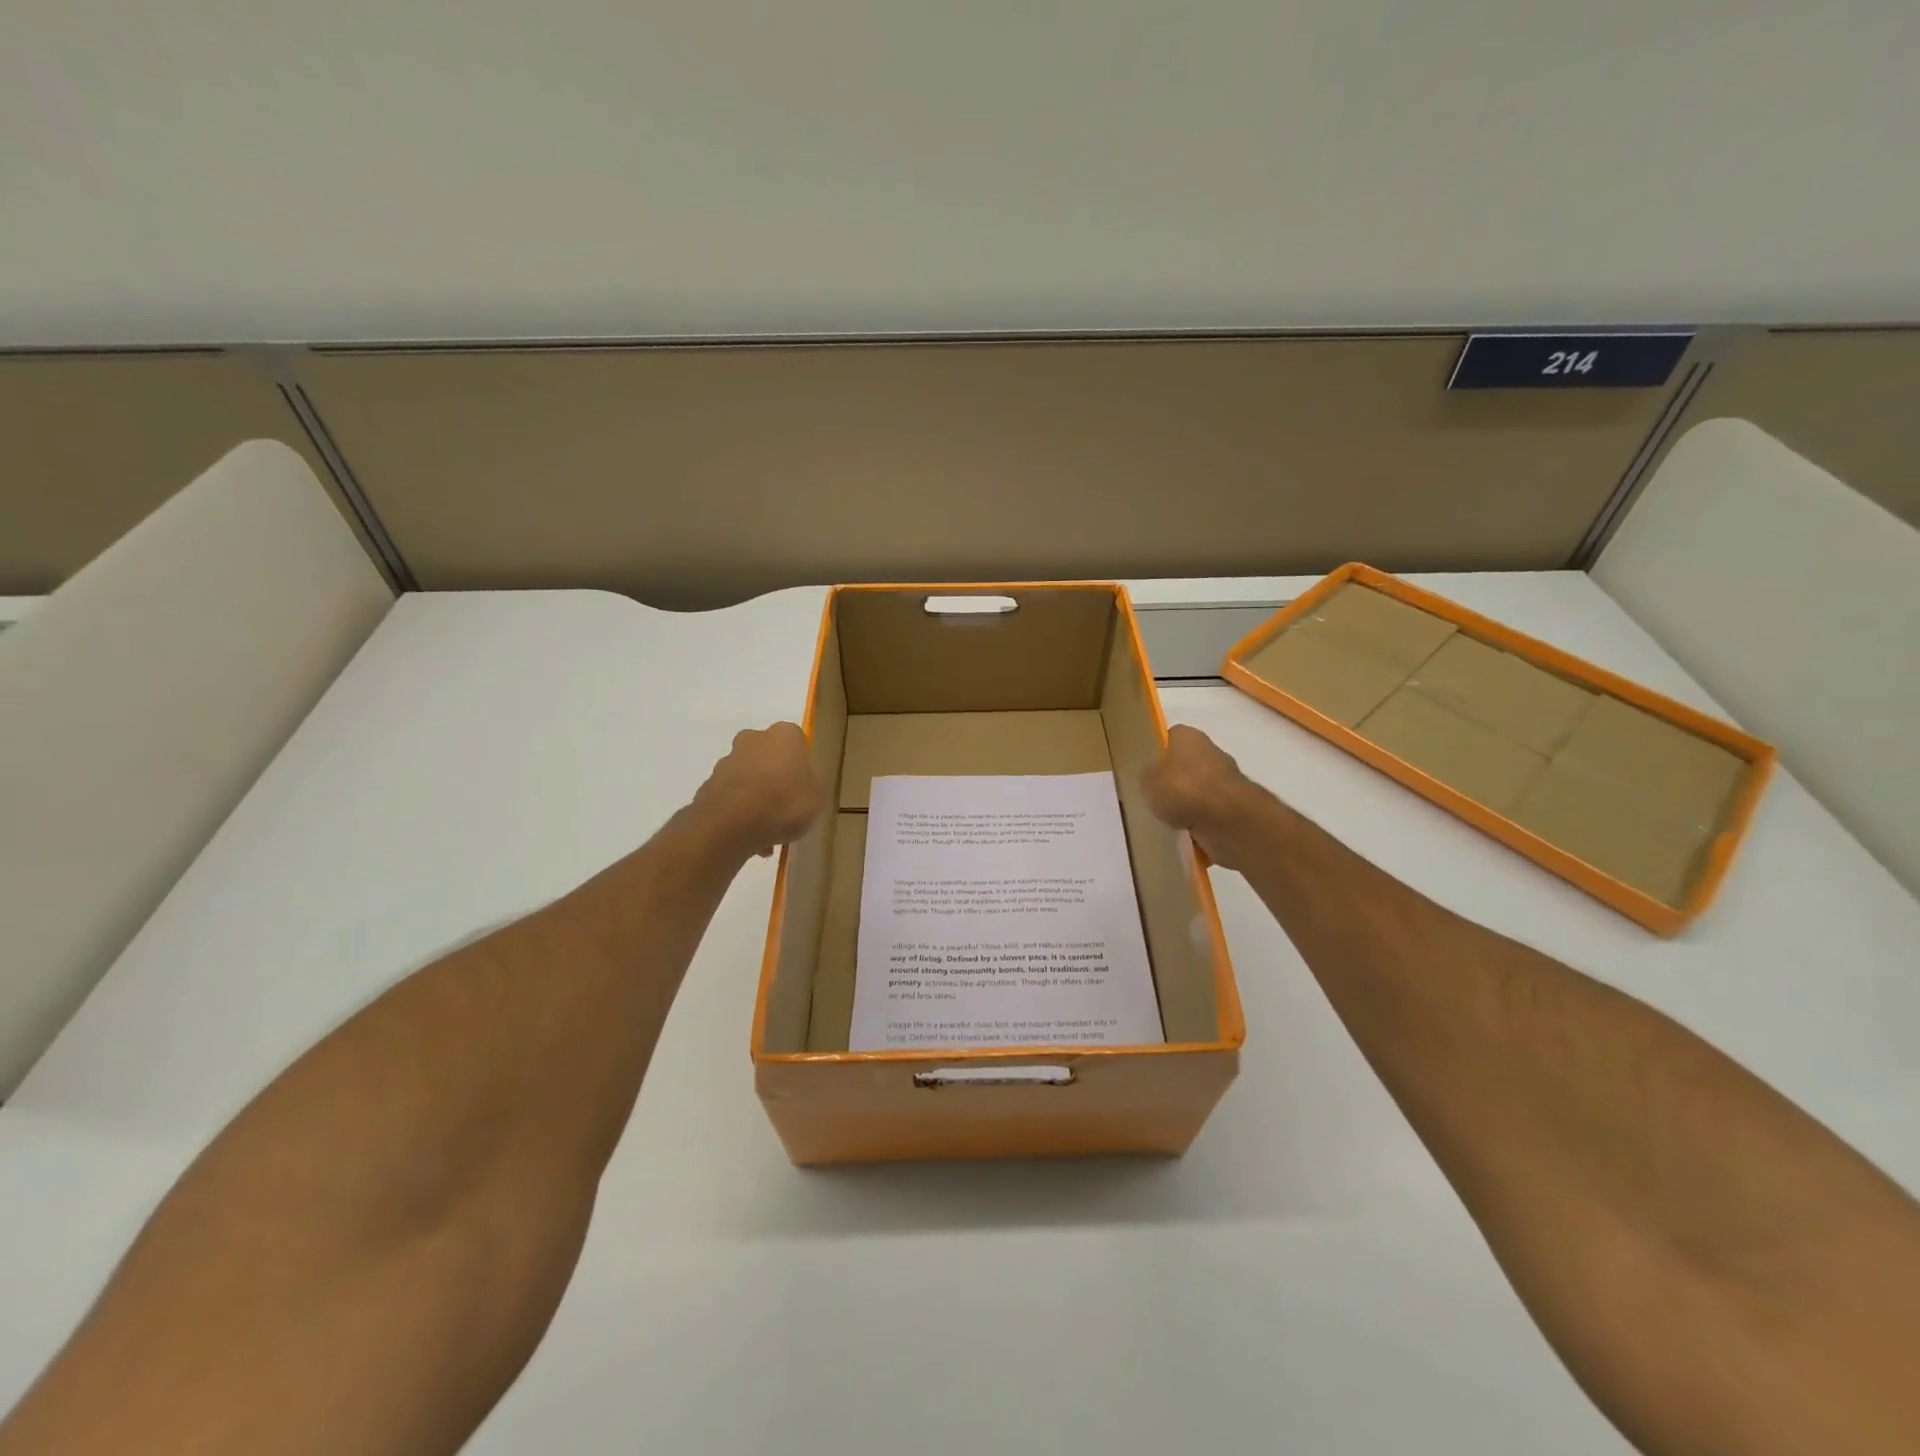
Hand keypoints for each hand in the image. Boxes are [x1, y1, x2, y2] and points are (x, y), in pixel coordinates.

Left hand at [692, 723, 826, 859]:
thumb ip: (811, 786)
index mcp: (784, 735)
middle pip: (767, 757)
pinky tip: (749, 839)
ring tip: (767, 832)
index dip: (801, 766)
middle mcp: (752, 739)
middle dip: (774, 778)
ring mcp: (726, 762)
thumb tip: (803, 785)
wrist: (732, 825)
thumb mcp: (818, 798)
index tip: (804, 787)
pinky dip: (739, 814)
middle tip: (784, 806)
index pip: (797, 742)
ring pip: (747, 779)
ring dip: (755, 799)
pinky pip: (731, 799)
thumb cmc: (784, 803)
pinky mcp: (707, 786)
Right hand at [1140, 725, 1262, 869]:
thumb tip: (1154, 780)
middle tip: (1154, 797)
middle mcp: (1210, 751)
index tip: (1146, 770)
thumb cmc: (1182, 788)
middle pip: (1185, 765)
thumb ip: (1148, 777)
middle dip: (1173, 781)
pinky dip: (1199, 823)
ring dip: (1186, 804)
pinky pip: (1209, 813)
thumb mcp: (1147, 780)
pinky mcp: (1235, 806)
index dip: (1157, 753)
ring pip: (1198, 790)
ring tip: (1166, 820)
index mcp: (1188, 736)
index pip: (1169, 738)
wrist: (1226, 819)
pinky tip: (1184, 834)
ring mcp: (1226, 780)